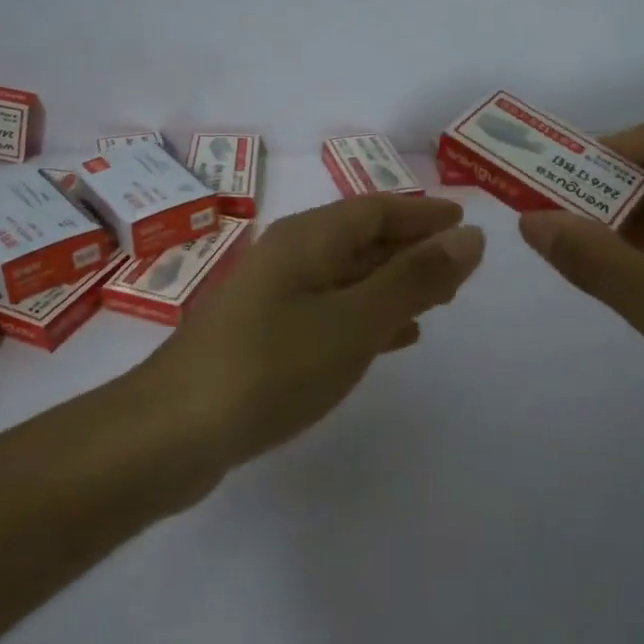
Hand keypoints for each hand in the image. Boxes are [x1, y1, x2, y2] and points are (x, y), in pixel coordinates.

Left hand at [148, 196, 485, 466]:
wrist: (173, 433)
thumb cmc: (272, 367)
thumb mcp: (355, 321)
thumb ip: (414, 279)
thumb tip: (470, 238)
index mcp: (307, 239)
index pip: (377, 209)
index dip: (423, 215)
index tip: (464, 222)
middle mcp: (289, 258)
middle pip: (362, 241)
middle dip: (412, 249)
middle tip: (460, 267)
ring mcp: (273, 300)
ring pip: (348, 279)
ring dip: (394, 284)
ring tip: (439, 300)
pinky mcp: (265, 339)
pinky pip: (331, 313)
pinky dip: (367, 317)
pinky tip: (392, 339)